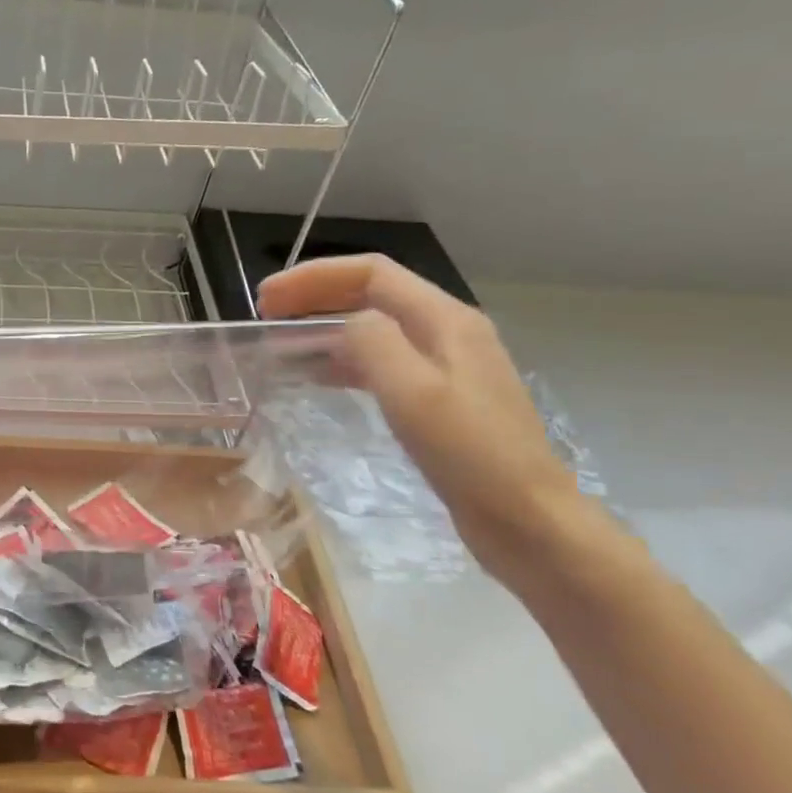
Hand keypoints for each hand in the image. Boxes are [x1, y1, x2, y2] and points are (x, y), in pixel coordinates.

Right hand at [259, 255, 585, 585]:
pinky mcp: (438, 398)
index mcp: (445, 319)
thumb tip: (342, 324)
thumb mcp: (412, 391)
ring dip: (324, 326)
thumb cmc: (469, 453)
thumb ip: (373, 342)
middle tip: (265, 314)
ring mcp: (445, 365)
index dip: (314, 276)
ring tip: (280, 342)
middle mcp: (447, 331)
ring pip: (373, 327)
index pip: (371, 273)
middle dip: (315, 295)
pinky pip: (380, 361)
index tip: (266, 298)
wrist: (527, 519)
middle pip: (372, 293)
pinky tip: (317, 377)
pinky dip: (342, 359)